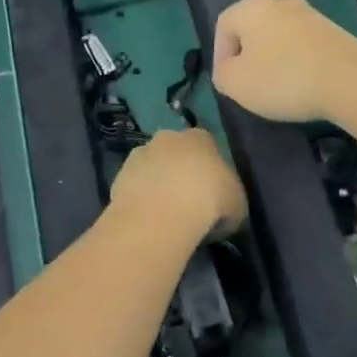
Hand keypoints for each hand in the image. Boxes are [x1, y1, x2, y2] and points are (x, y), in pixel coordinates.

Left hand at [110, 129, 246, 240]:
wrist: (161, 214)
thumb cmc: (209, 202)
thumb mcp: (237, 204)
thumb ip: (230, 197)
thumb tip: (224, 207)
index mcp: (200, 138)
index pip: (207, 145)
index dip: (210, 167)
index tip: (213, 190)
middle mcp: (167, 138)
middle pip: (175, 151)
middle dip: (179, 170)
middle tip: (188, 200)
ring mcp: (139, 155)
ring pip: (152, 167)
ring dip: (157, 183)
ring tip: (165, 213)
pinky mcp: (119, 176)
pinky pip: (135, 186)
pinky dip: (141, 198)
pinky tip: (148, 219)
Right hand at [212, 0, 356, 123]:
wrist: (351, 80)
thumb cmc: (283, 79)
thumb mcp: (236, 84)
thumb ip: (222, 74)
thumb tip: (228, 69)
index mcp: (250, 7)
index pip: (223, 26)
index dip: (219, 54)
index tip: (226, 81)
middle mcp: (279, 1)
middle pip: (252, 27)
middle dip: (247, 54)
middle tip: (248, 82)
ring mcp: (310, 13)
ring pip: (279, 35)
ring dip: (273, 57)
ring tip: (276, 86)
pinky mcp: (333, 30)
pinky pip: (303, 44)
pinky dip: (296, 60)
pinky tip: (302, 82)